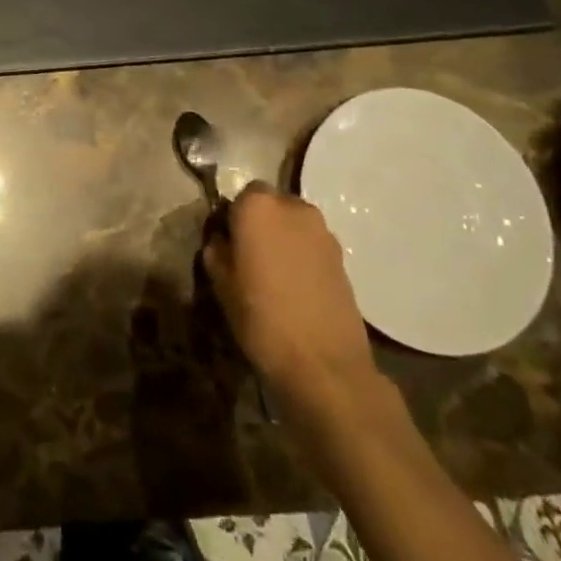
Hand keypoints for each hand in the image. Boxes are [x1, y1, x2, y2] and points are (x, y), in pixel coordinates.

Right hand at [203, 185, 380, 424]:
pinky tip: (296, 288)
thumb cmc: (262, 318)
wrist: (325, 365)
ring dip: (283, 240)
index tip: (228, 244)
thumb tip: (222, 240)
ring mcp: (323, 231)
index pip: (239, 196)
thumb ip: (217, 250)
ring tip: (275, 275)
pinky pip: (312, 246)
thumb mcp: (221, 284)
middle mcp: (293, 207)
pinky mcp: (343, 257)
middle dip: (260, 224)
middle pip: (270, 205)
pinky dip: (303, 257)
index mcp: (258, 206)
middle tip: (250, 258)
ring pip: (294, 225)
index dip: (233, 219)